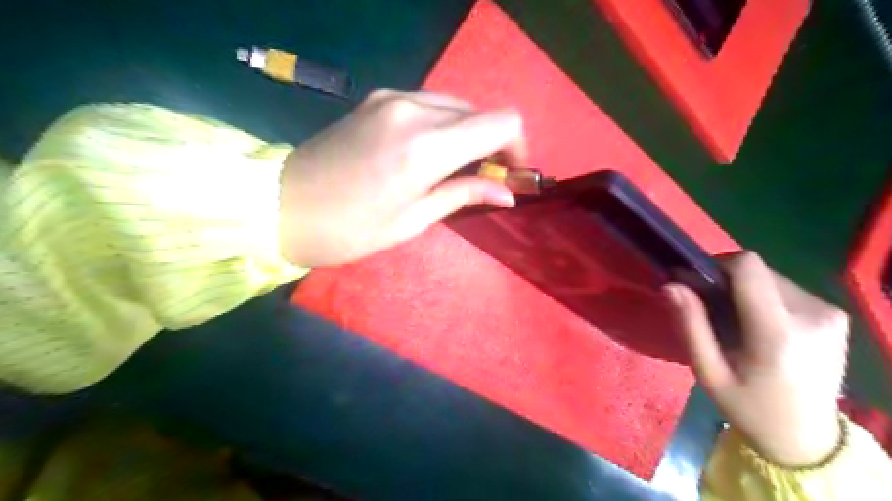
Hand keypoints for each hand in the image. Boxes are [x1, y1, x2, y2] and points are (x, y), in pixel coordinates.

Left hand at [278, 90, 524, 270]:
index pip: (502, 122)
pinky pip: (429, 104)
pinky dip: (443, 125)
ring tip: (455, 168)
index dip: (518, 146)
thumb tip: (508, 192)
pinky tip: (428, 153)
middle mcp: (413, 109)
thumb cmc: (349, 229)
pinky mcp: (377, 98)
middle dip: (492, 143)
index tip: (510, 173)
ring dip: (467, 134)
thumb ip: (464, 194)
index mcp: (425, 146)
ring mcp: (392, 97)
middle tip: (482, 178)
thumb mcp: (413, 220)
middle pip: (480, 111)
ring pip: (455, 105)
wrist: (280, 206)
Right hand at [661, 252, 848, 467]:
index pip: (748, 266)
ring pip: (771, 277)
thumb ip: (690, 325)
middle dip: (729, 283)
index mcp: (777, 331)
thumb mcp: (708, 372)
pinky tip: (761, 327)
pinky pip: (787, 289)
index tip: (699, 286)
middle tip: (714, 312)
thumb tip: (671, 285)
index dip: (717, 265)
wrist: (807, 439)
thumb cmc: (749, 407)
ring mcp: (830, 313)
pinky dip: (765, 298)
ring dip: (747, 290)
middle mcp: (812, 314)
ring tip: (738, 323)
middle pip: (758, 271)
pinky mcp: (836, 315)